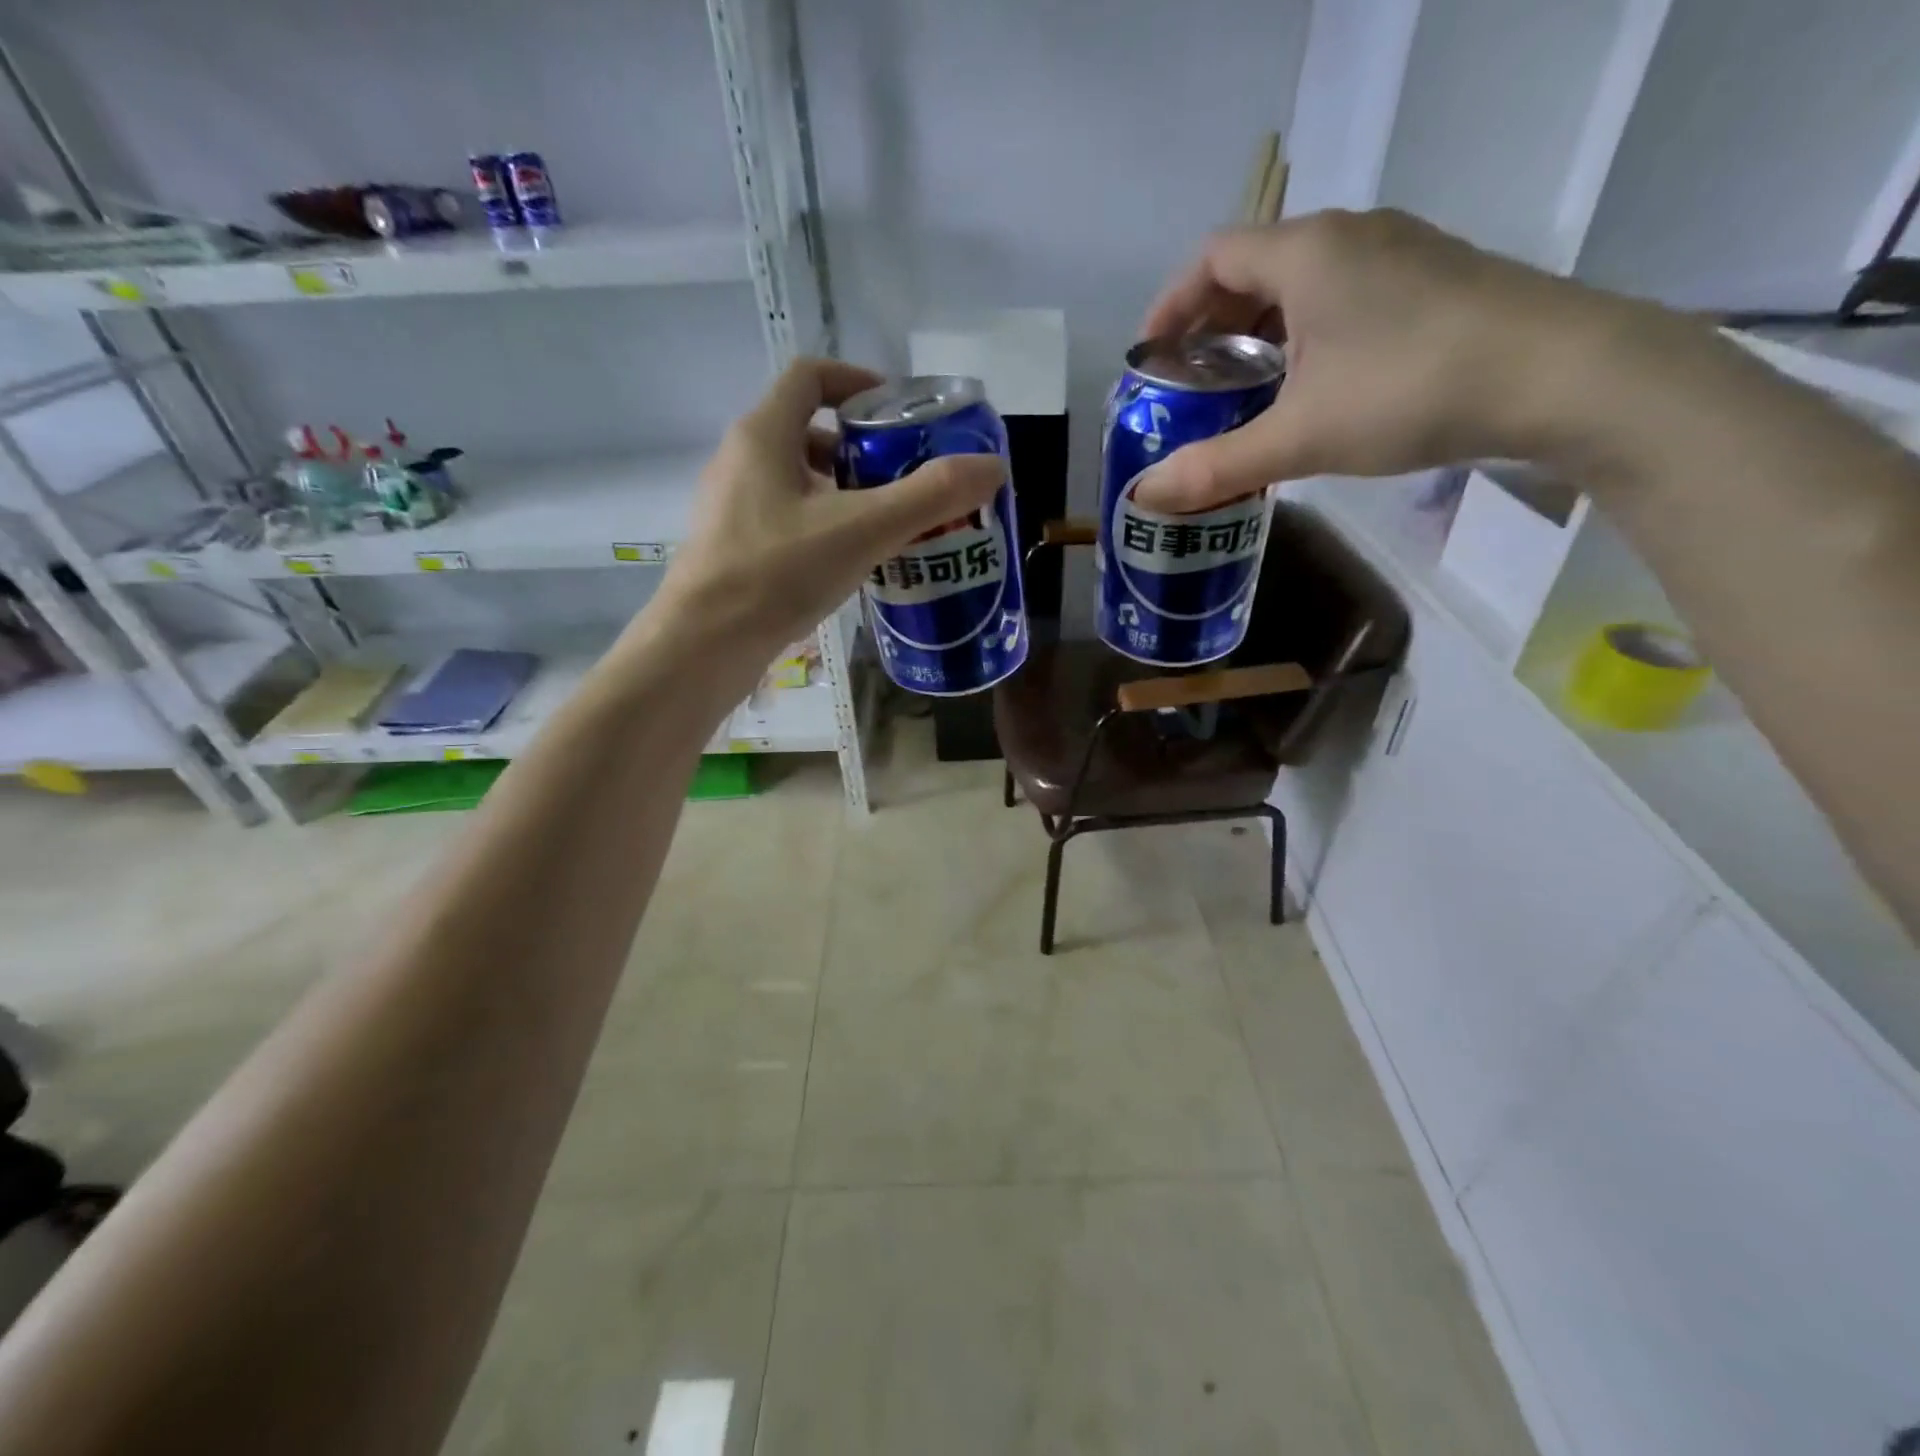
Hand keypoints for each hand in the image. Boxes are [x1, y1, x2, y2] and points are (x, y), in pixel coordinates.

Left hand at [655, 358, 1005, 655]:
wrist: (705, 645)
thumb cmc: (778, 572)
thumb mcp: (864, 529)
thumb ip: (930, 496)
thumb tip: (992, 465)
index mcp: (764, 434)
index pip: (811, 376)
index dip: (858, 381)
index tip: (900, 413)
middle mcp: (741, 460)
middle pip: (808, 431)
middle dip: (862, 449)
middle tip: (906, 478)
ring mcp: (733, 507)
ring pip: (798, 481)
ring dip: (845, 492)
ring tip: (888, 524)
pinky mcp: (734, 548)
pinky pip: (788, 519)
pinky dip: (824, 526)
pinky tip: (851, 562)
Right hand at [1132, 209, 1622, 511]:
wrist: (1563, 375)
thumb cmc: (1411, 390)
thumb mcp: (1299, 437)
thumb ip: (1215, 467)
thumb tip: (1143, 498)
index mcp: (1307, 252)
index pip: (1212, 258)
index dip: (1170, 305)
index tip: (1149, 359)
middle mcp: (1350, 236)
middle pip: (1253, 269)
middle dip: (1210, 327)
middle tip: (1190, 386)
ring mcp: (1398, 254)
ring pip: (1301, 285)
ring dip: (1259, 334)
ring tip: (1242, 393)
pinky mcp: (1431, 282)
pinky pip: (1342, 298)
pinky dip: (1304, 337)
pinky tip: (1309, 388)